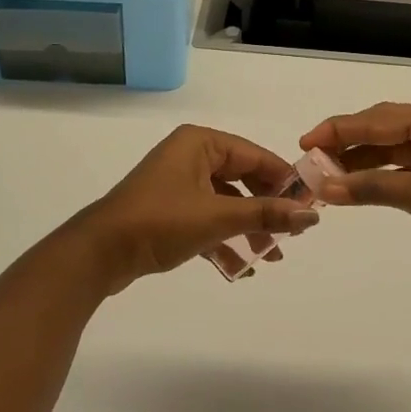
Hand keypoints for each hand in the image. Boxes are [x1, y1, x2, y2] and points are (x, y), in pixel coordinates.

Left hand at [70, 125, 320, 292]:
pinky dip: (224, 240)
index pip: (255, 155)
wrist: (98, 254)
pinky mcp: (168, 210)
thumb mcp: (217, 217)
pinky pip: (207, 219)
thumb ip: (266, 214)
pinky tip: (242, 269)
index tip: (310, 205)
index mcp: (201, 143)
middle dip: (266, 209)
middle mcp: (190, 156)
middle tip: (291, 234)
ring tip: (271, 257)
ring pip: (225, 203)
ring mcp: (178, 184)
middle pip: (242, 179)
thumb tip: (312, 215)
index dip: (284, 180)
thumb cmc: (160, 221)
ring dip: (248, 229)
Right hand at [301, 98, 410, 272]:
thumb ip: (370, 187)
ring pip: (396, 146)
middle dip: (348, 145)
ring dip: (365, 161)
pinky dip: (387, 173)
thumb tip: (325, 186)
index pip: (374, 119)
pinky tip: (363, 184)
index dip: (336, 131)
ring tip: (330, 176)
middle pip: (383, 128)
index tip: (304, 143)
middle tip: (312, 161)